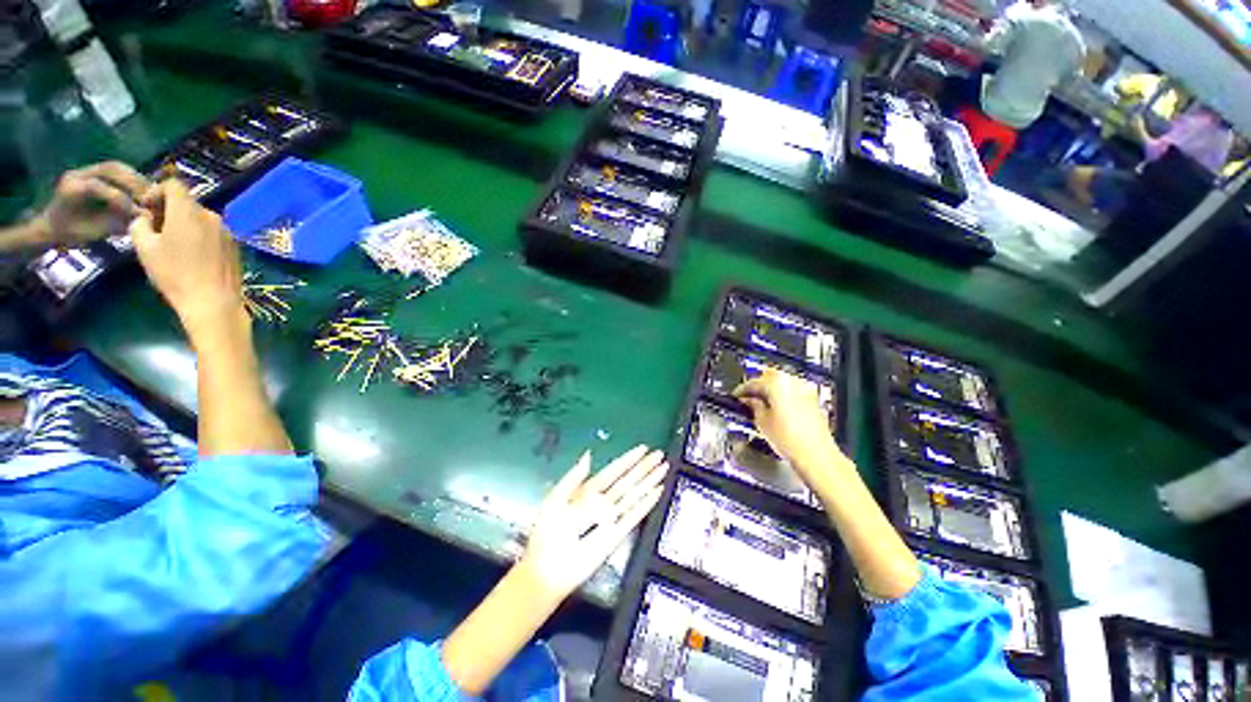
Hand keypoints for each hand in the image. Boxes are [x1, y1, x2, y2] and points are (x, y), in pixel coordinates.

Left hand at [32, 161, 149, 247]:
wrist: (52, 226)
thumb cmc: (71, 234)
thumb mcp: (91, 232)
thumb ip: (114, 222)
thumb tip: (142, 217)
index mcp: (71, 189)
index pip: (99, 187)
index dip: (121, 200)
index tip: (140, 214)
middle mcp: (78, 174)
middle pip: (111, 169)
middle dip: (133, 183)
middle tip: (151, 199)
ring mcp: (86, 170)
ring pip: (116, 166)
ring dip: (136, 179)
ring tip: (150, 194)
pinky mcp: (94, 172)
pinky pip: (117, 170)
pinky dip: (132, 178)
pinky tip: (142, 190)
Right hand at [130, 180, 245, 338]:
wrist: (213, 301)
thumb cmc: (175, 273)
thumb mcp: (145, 247)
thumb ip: (140, 224)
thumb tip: (145, 217)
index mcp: (189, 211)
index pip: (174, 185)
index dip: (156, 191)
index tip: (145, 207)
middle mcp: (212, 216)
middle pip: (187, 202)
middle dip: (168, 210)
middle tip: (155, 228)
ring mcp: (227, 231)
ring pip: (200, 218)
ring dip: (184, 223)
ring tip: (171, 244)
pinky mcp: (235, 246)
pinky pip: (212, 232)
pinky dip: (199, 235)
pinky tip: (191, 255)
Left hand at [519, 445, 667, 601]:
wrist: (546, 569)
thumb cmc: (546, 533)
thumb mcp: (555, 498)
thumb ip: (573, 477)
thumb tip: (588, 455)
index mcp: (588, 492)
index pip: (613, 471)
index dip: (628, 460)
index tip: (642, 449)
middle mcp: (603, 502)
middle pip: (628, 480)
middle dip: (644, 467)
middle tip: (660, 455)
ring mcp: (611, 518)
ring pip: (634, 495)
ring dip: (649, 481)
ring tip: (664, 468)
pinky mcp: (617, 534)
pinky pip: (634, 515)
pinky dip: (647, 504)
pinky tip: (658, 492)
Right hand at [734, 368, 846, 479]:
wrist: (816, 456)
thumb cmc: (790, 440)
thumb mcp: (761, 422)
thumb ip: (753, 406)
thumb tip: (749, 400)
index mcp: (776, 384)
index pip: (753, 382)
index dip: (742, 390)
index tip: (737, 396)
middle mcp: (792, 382)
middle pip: (769, 376)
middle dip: (758, 385)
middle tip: (748, 397)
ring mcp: (805, 390)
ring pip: (782, 381)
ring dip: (771, 389)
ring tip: (761, 404)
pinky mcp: (813, 400)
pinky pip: (793, 390)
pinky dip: (783, 395)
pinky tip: (776, 408)